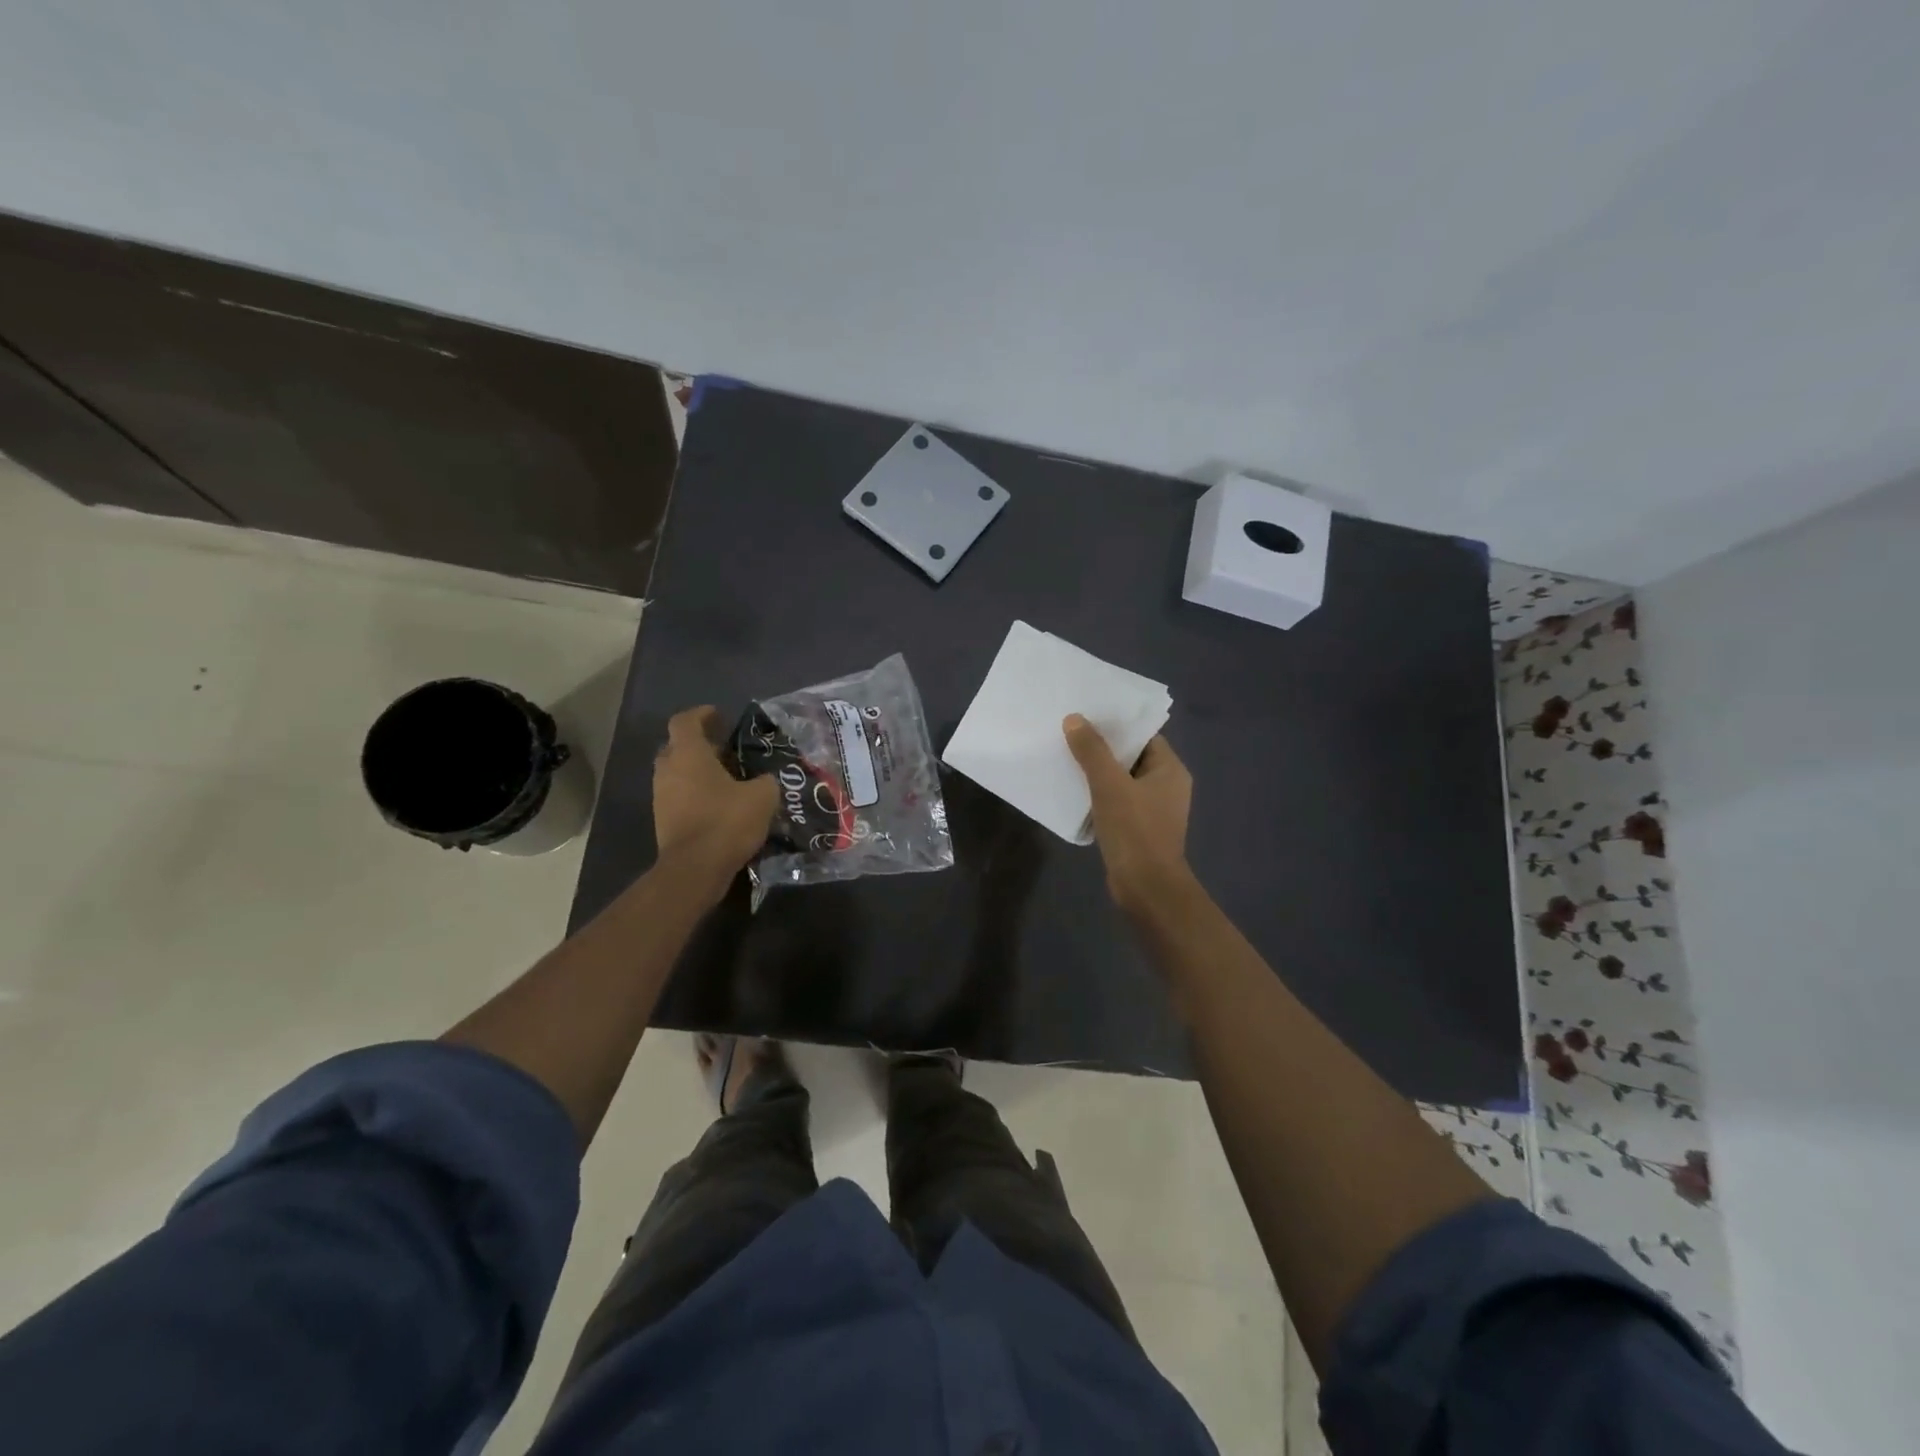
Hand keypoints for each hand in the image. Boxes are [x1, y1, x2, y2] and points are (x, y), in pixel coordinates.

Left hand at [654, 706, 777, 893]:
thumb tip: (766, 779)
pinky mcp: (662, 820)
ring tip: (725, 779)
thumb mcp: (762, 797)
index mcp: (688, 754)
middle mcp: (668, 770)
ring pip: (676, 772)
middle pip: (677, 746)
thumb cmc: (726, 821)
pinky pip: (677, 796)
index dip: (701, 714)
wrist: (694, 869)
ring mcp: (660, 796)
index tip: (719, 716)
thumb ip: (765, 780)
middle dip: (699, 745)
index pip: (685, 721)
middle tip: (725, 750)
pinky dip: (694, 794)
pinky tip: (718, 805)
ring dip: (696, 771)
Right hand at [1062, 714, 1194, 912]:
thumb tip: (1074, 719)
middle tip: (1070, 734)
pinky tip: (1075, 791)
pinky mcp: (1139, 829)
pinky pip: (1118, 802)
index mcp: (1170, 770)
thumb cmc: (1134, 830)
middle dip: (1102, 748)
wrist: (1146, 888)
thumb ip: (1092, 751)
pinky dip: (1099, 795)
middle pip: (1131, 757)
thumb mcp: (1109, 785)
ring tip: (1067, 758)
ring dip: (1098, 772)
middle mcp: (1167, 786)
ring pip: (1122, 781)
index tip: (1087, 715)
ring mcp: (1154, 810)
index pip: (1143, 736)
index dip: (1116, 725)